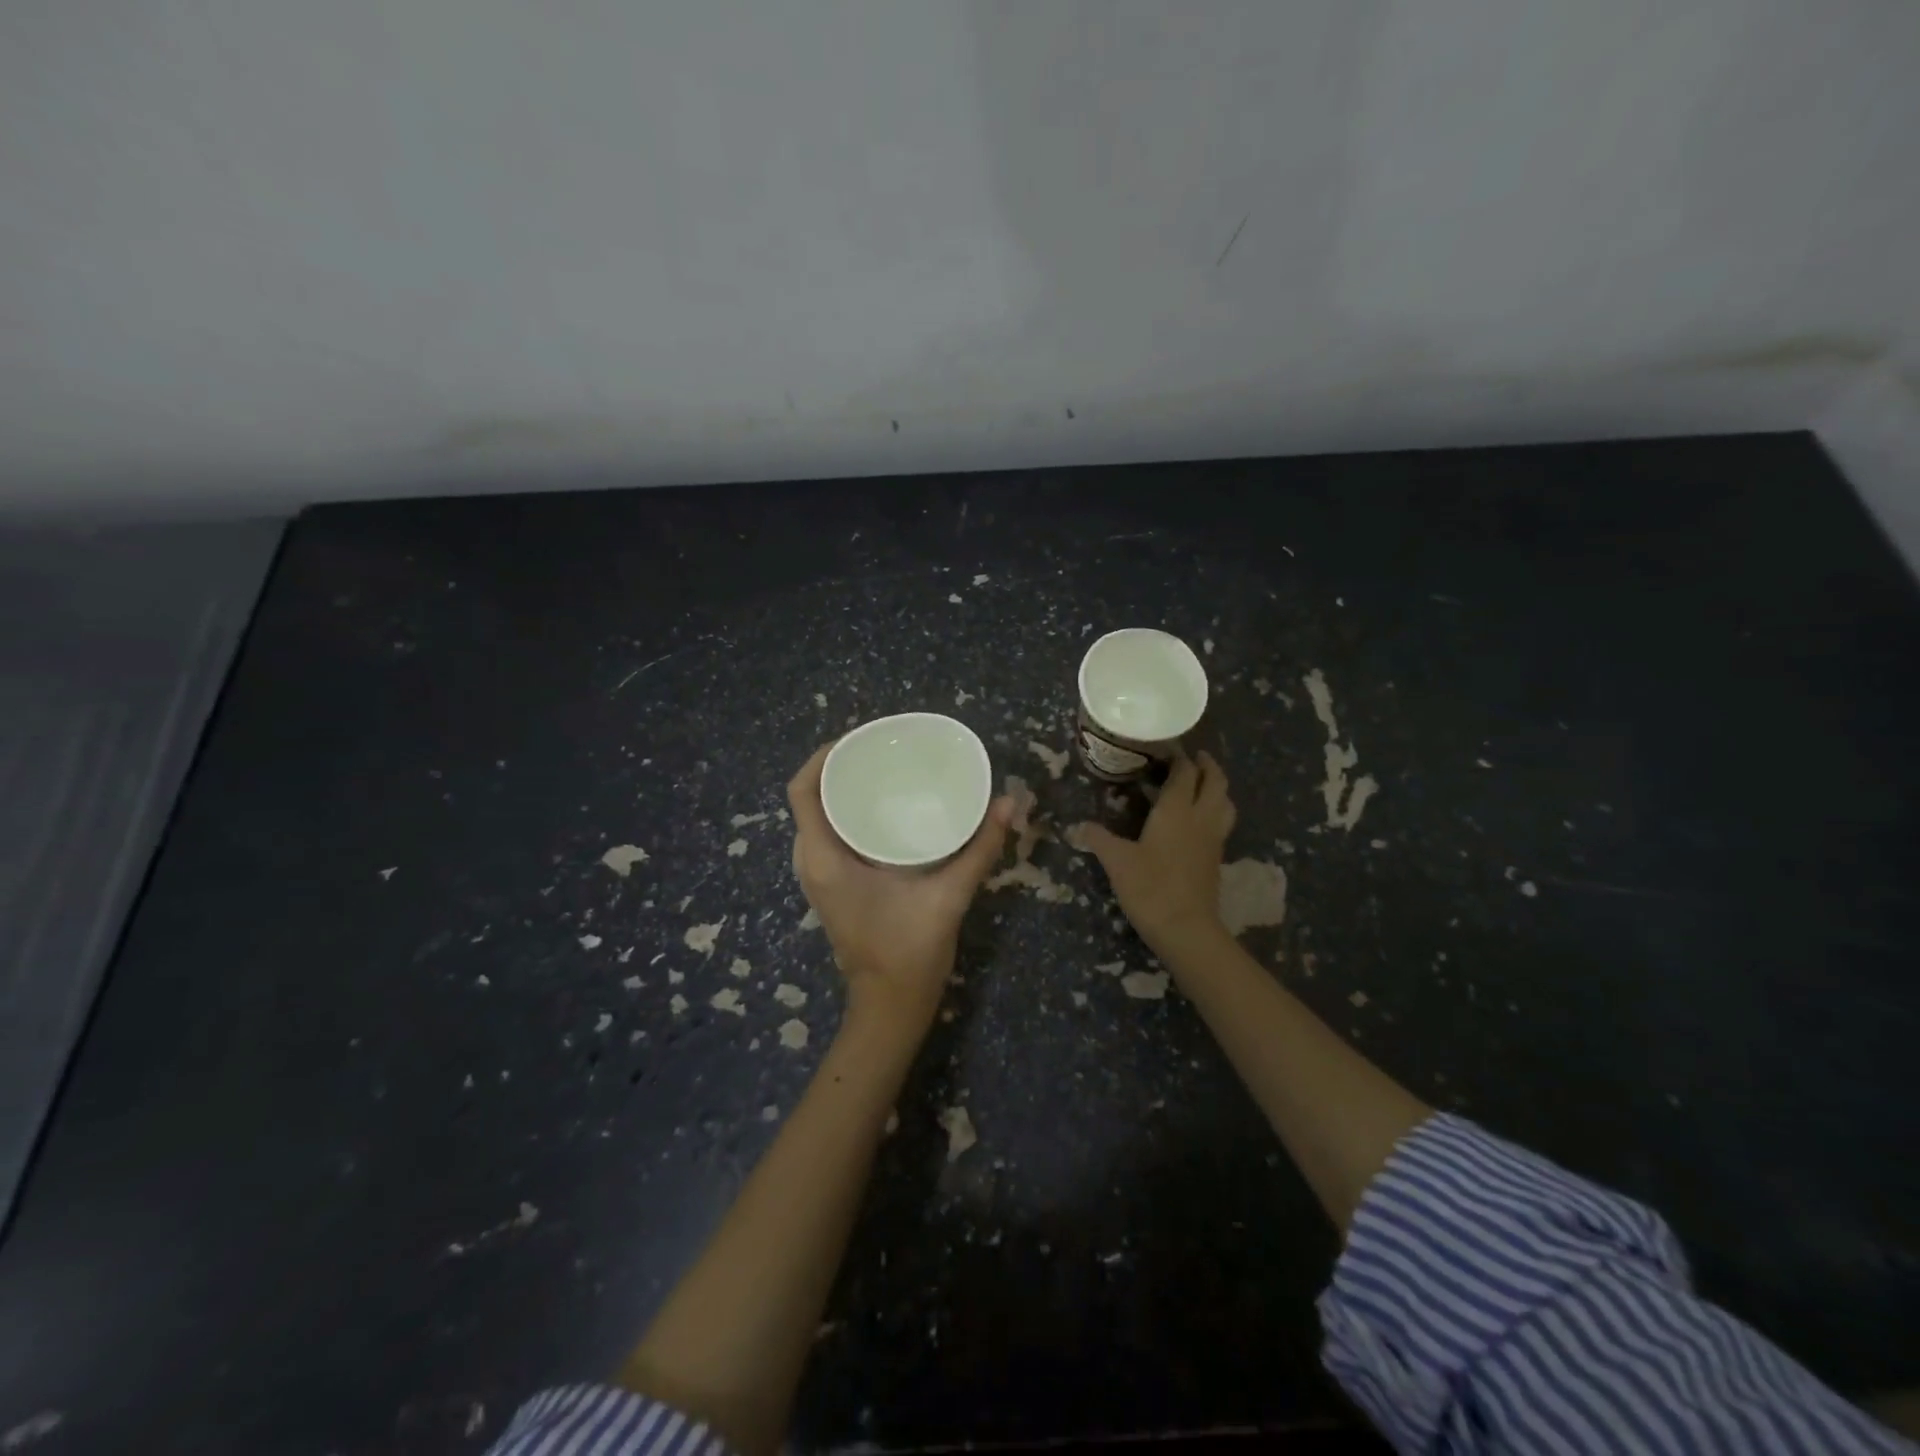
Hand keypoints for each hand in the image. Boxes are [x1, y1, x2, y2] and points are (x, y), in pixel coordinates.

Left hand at [788, 745, 1012, 1038]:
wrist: (890, 1007)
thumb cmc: (909, 953)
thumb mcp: (949, 896)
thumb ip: (980, 849)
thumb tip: (1010, 802)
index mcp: (825, 859)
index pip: (802, 791)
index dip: (822, 756)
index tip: (859, 738)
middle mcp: (812, 863)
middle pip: (810, 798)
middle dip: (838, 767)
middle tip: (882, 750)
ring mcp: (819, 876)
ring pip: (818, 817)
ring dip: (842, 790)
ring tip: (884, 771)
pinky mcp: (832, 886)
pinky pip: (829, 834)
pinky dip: (847, 813)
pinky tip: (885, 809)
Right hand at [1072, 750, 1235, 953]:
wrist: (1186, 929)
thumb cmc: (1150, 888)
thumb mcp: (1117, 861)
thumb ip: (1098, 838)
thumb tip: (1078, 826)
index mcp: (1177, 810)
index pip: (1185, 772)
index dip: (1178, 757)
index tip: (1166, 747)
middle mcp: (1201, 817)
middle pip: (1215, 780)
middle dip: (1206, 765)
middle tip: (1191, 757)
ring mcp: (1213, 838)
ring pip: (1225, 801)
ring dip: (1216, 786)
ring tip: (1200, 783)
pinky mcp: (1216, 857)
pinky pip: (1222, 821)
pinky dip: (1215, 809)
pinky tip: (1197, 819)